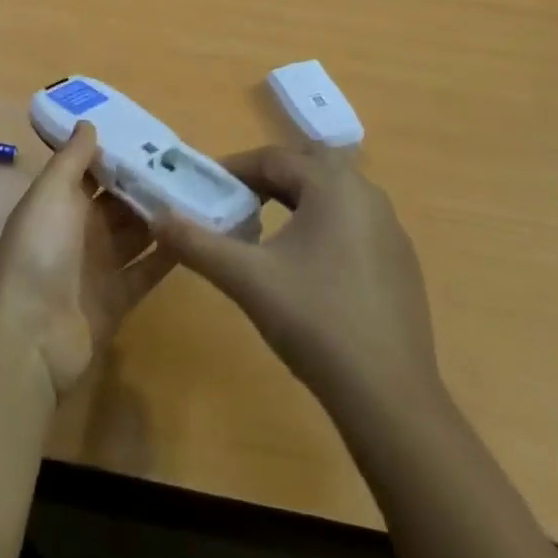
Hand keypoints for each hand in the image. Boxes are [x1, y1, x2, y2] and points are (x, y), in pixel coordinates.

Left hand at [0, 122, 175, 399]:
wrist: (30, 336)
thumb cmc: (38, 251)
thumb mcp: (51, 194)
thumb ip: (72, 159)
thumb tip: (88, 122)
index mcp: (59, 202)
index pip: (93, 170)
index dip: (117, 153)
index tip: (153, 135)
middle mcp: (79, 230)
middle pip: (118, 201)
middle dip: (146, 183)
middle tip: (187, 162)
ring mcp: (99, 266)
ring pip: (136, 233)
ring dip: (161, 216)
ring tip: (200, 192)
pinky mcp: (118, 298)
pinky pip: (148, 270)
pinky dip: (168, 254)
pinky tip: (198, 235)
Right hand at [152, 144, 440, 426]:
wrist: (390, 399)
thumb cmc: (315, 323)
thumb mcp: (246, 279)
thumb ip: (197, 243)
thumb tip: (157, 218)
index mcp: (333, 185)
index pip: (272, 158)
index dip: (234, 169)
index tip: (205, 188)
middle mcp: (367, 194)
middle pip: (306, 167)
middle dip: (268, 178)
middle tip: (236, 203)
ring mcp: (390, 229)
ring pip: (333, 194)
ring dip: (296, 200)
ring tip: (264, 231)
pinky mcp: (401, 262)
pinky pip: (354, 223)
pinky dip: (324, 226)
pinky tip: (308, 267)